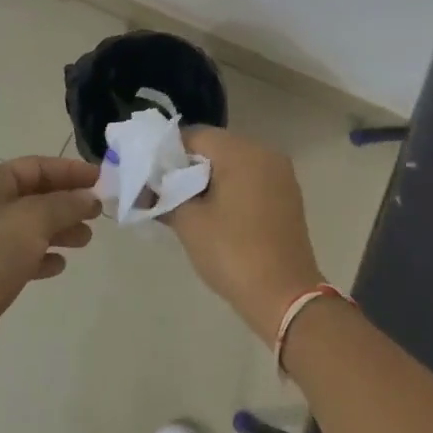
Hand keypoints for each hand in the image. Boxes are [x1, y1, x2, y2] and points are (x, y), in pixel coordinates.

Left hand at [0, 155, 100, 371]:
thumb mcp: (33, 221)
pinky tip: (59, 266)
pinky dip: (42, 256)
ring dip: (59, 230)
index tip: (100, 179)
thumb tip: (89, 198)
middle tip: (97, 213)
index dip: (69, 170)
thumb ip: (65, 205)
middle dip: (67, 202)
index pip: (35, 166)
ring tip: (85, 240)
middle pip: (34, 196)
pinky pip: (21, 255)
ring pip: (30, 227)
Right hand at [164, 128, 324, 342]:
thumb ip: (164, 196)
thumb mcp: (189, 223)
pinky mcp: (287, 196)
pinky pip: (250, 179)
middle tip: (163, 192)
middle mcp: (265, 153)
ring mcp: (280, 174)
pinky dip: (230, 189)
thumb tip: (146, 189)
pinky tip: (214, 214)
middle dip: (187, 166)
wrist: (284, 297)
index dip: (167, 153)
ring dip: (208, 179)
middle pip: (215, 147)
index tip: (150, 177)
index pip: (195, 136)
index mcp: (242, 152)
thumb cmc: (233, 252)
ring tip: (186, 205)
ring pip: (233, 164)